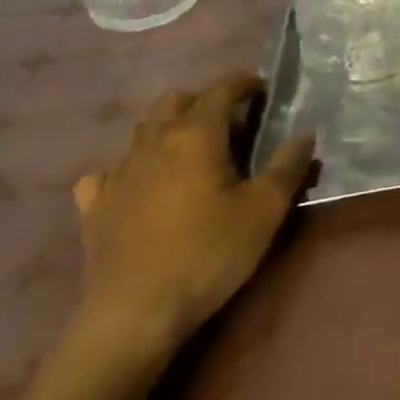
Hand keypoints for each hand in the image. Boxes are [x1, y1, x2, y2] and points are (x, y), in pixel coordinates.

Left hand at [70, 74, 314, 361]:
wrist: (134, 315)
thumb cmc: (209, 253)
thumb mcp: (266, 209)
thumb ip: (289, 165)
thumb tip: (305, 134)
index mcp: (195, 135)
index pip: (220, 89)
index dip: (244, 83)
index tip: (264, 89)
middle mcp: (152, 143)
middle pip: (174, 101)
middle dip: (203, 101)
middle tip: (231, 122)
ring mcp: (117, 175)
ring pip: (141, 130)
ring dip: (168, 128)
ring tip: (193, 151)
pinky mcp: (94, 209)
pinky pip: (107, 172)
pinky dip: (128, 167)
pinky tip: (140, 185)